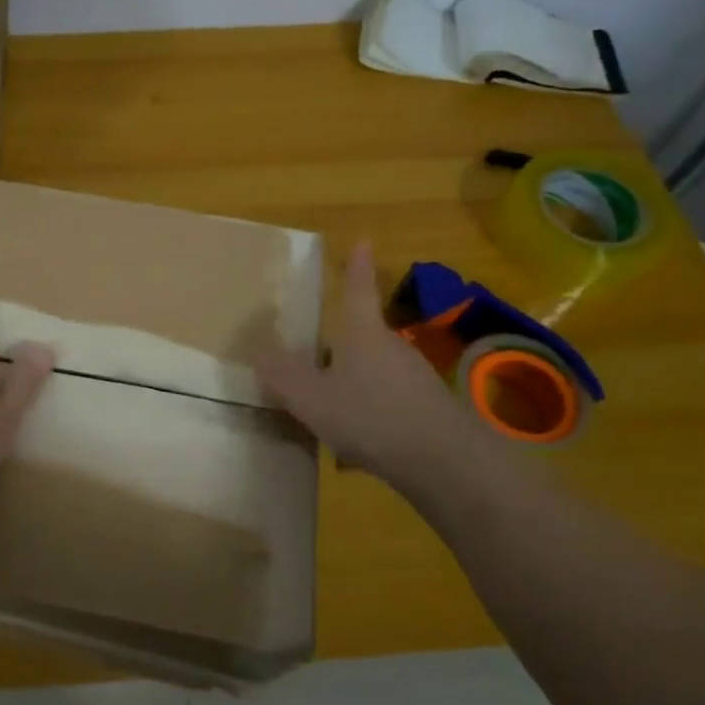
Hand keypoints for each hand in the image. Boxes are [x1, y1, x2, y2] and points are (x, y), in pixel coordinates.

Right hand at [258, 241, 506, 498]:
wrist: (445, 463)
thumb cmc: (370, 417)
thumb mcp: (311, 397)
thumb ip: (281, 373)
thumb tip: (260, 348)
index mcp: (362, 333)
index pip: (358, 290)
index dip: (356, 267)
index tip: (363, 241)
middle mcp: (391, 346)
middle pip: (361, 334)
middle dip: (338, 344)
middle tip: (312, 359)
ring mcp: (414, 377)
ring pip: (373, 370)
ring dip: (352, 382)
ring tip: (327, 412)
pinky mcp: (427, 407)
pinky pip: (387, 399)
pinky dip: (369, 411)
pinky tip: (356, 441)